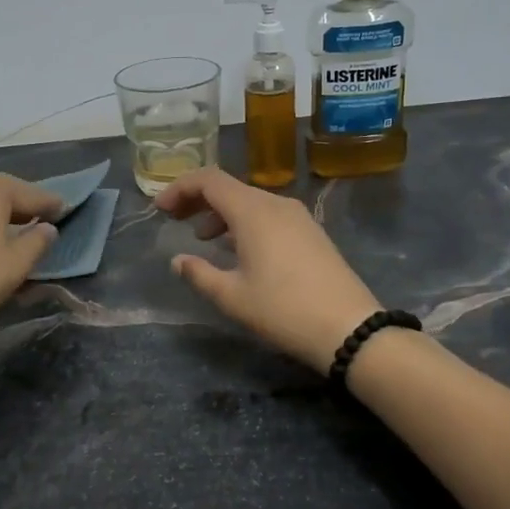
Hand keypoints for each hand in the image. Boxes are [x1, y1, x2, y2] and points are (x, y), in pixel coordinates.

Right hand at [156, 168, 382, 372]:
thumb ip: (199, 274)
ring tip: (202, 238)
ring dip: (221, 213)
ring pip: (250, 201)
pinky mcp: (311, 232)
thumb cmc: (283, 310)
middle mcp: (276, 204)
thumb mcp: (232, 297)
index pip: (209, 179)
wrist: (349, 328)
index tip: (160, 210)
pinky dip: (244, 223)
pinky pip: (268, 215)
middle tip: (174, 220)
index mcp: (253, 211)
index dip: (180, 188)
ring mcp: (298, 217)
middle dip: (198, 199)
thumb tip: (178, 261)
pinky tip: (238, 250)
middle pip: (229, 187)